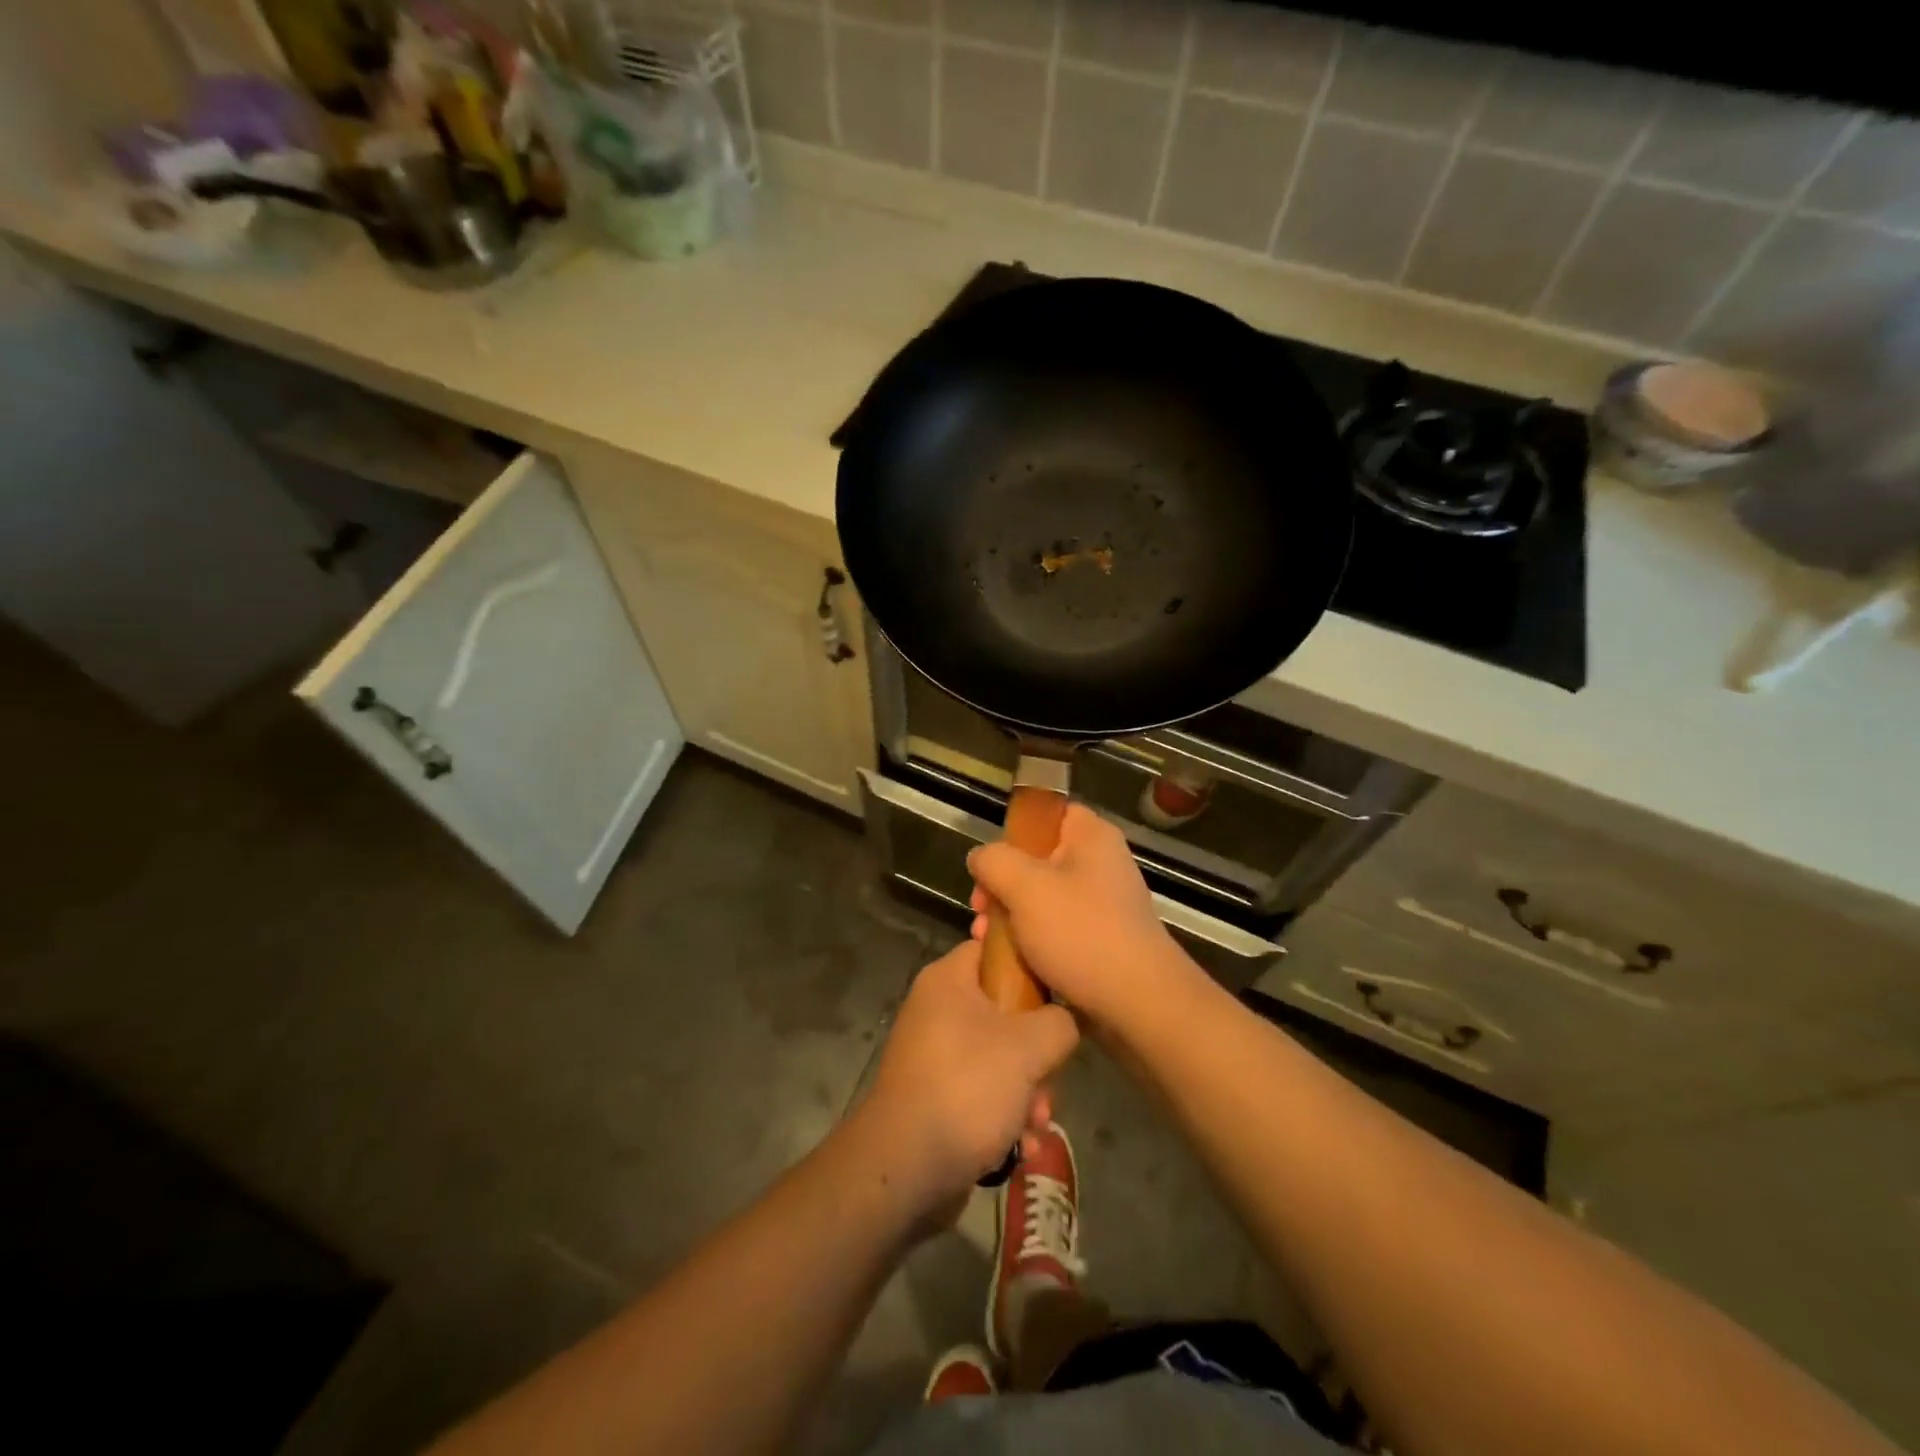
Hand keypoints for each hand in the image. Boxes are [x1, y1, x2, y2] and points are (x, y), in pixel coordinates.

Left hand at [861, 939, 1078, 1205]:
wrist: (905, 1168)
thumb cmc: (966, 1088)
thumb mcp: (1028, 1047)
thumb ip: (1059, 1022)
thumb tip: (1064, 1021)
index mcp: (948, 980)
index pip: (993, 948)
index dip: (1029, 964)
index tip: (1059, 993)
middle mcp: (937, 1010)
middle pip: (1005, 1010)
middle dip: (1037, 1052)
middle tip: (1050, 1079)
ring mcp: (935, 1055)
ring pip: (999, 1057)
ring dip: (1028, 1091)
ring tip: (1038, 1122)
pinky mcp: (937, 1095)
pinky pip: (982, 1092)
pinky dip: (1005, 1115)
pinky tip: (1022, 1146)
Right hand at [968, 804, 1197, 1030]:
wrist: (1138, 1003)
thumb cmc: (1081, 933)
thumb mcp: (1025, 887)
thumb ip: (994, 861)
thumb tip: (981, 857)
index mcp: (1091, 836)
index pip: (1049, 812)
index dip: (1015, 831)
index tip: (990, 860)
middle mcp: (1100, 863)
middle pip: (1038, 858)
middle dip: (1002, 883)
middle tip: (980, 907)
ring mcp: (1103, 903)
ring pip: (1043, 897)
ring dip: (1010, 914)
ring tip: (985, 939)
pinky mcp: (1101, 939)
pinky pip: (1056, 927)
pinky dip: (1031, 938)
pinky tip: (1008, 958)